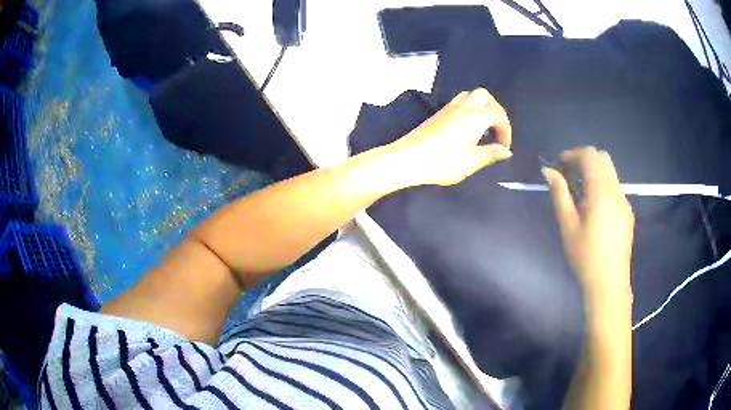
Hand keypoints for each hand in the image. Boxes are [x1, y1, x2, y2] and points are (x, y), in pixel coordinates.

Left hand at [386, 88, 512, 185]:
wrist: (408, 159)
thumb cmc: (442, 162)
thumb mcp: (472, 161)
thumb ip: (491, 153)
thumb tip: (506, 151)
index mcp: (475, 117)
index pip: (498, 114)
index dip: (506, 130)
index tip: (504, 147)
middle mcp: (463, 107)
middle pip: (485, 96)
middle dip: (496, 110)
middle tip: (497, 131)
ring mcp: (449, 108)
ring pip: (470, 95)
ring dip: (482, 106)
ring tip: (484, 127)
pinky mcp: (438, 113)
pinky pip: (459, 101)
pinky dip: (469, 108)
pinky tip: (467, 126)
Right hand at [542, 147, 634, 303]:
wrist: (609, 283)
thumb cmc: (585, 255)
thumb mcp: (568, 225)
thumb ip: (559, 194)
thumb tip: (548, 170)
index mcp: (601, 191)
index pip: (590, 155)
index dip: (573, 153)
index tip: (559, 164)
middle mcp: (616, 190)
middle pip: (603, 158)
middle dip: (584, 159)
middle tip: (569, 174)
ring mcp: (625, 201)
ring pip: (610, 173)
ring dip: (594, 172)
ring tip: (580, 192)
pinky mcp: (628, 213)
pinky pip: (615, 188)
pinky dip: (603, 186)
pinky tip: (594, 208)